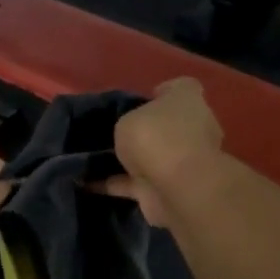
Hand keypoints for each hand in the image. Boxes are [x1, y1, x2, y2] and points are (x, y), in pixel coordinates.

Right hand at [103, 79, 223, 227]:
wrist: (177, 188)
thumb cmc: (157, 137)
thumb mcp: (129, 117)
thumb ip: (129, 122)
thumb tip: (131, 130)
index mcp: (188, 103)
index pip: (182, 88)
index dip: (163, 91)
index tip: (141, 99)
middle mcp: (191, 130)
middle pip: (167, 125)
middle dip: (145, 129)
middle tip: (112, 131)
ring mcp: (181, 163)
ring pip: (152, 157)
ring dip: (129, 160)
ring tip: (94, 158)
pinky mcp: (167, 190)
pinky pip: (135, 184)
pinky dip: (115, 184)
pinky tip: (87, 183)